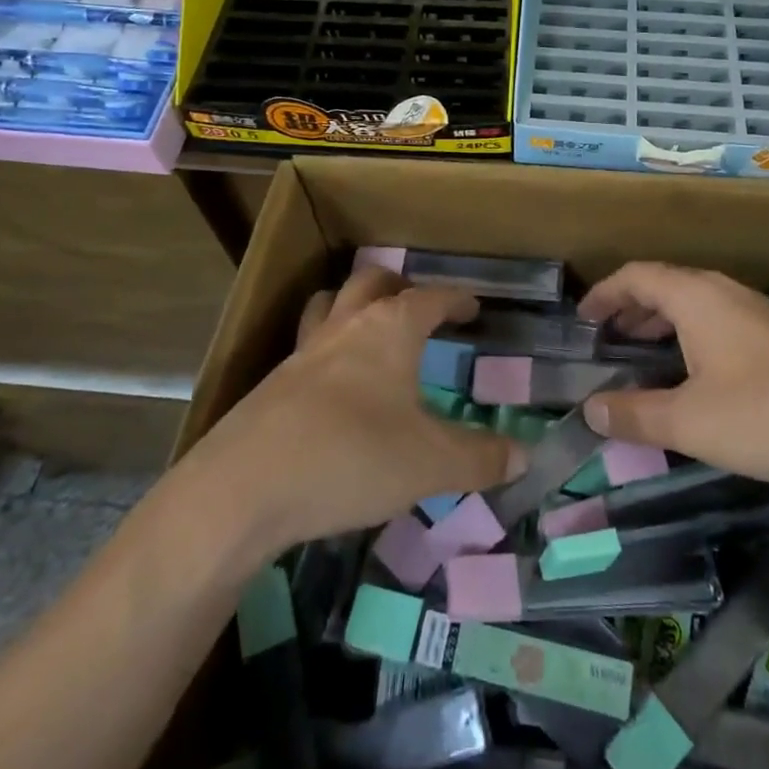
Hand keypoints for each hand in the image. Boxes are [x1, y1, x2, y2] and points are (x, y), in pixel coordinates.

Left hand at [189, 268, 528, 556]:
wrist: (245, 487)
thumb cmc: (352, 457)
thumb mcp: (430, 464)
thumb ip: (480, 458)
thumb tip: (523, 456)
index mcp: (390, 329)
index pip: (430, 297)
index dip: (455, 299)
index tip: (472, 306)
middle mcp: (346, 325)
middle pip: (372, 282)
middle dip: (400, 287)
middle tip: (419, 307)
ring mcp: (303, 351)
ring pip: (330, 304)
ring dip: (352, 304)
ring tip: (369, 326)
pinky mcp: (273, 383)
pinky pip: (306, 345)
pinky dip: (326, 348)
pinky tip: (333, 386)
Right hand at [579, 262, 768, 491]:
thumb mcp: (691, 422)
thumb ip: (635, 414)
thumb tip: (590, 410)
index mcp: (695, 297)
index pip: (636, 276)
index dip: (604, 293)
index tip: (582, 319)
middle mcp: (724, 292)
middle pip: (665, 286)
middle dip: (631, 311)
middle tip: (607, 342)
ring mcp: (758, 311)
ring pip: (696, 306)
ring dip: (663, 326)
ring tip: (646, 359)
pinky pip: (720, 322)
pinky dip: (693, 338)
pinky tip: (700, 378)